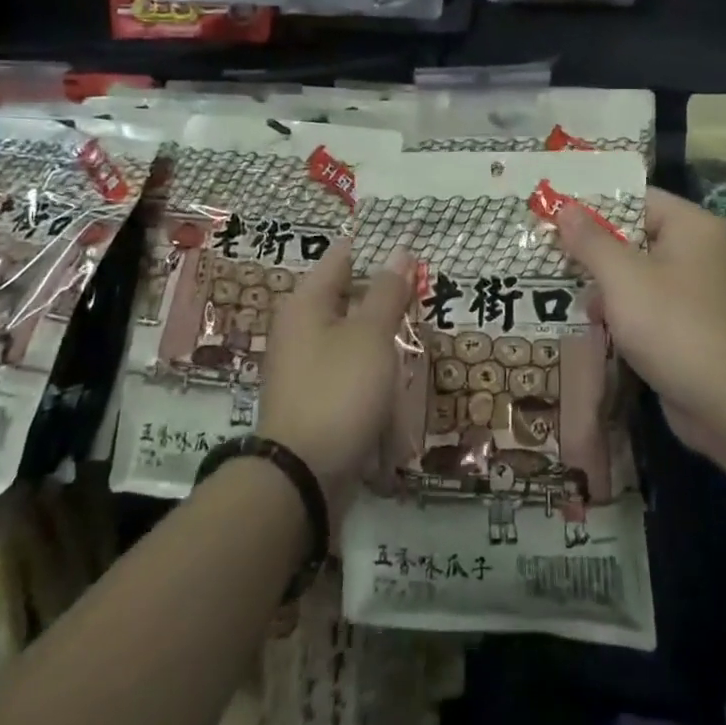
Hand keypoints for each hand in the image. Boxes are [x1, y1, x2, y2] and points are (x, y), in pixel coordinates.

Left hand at [256, 239, 413, 511]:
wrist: (302, 477)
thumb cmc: (338, 391)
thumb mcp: (371, 336)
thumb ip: (387, 293)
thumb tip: (399, 252)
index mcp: (306, 303)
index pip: (343, 256)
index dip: (377, 249)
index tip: (413, 247)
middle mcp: (300, 328)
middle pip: (349, 296)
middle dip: (386, 294)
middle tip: (425, 290)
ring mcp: (306, 366)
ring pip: (353, 335)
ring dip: (384, 334)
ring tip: (420, 331)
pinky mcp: (317, 398)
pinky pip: (350, 369)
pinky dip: (374, 368)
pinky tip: (400, 374)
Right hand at [554, 187, 725, 456]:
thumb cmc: (672, 325)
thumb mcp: (622, 277)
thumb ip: (591, 240)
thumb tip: (565, 207)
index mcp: (695, 227)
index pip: (641, 200)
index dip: (598, 207)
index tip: (562, 219)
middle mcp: (708, 252)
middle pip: (643, 237)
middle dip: (601, 252)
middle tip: (560, 259)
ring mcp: (709, 292)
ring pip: (649, 275)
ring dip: (613, 286)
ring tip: (577, 299)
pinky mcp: (705, 327)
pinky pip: (661, 305)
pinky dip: (633, 312)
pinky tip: (603, 326)